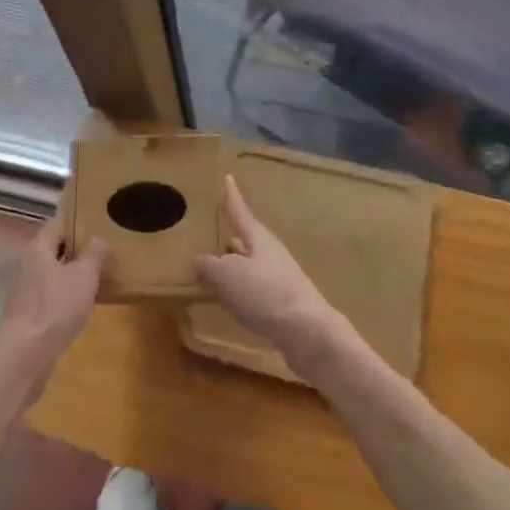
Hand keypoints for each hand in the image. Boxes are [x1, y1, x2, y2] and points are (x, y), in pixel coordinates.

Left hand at [0, 216, 106, 392]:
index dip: (77, 220)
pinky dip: (64, 293)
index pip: (58, 223)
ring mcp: (24, 289)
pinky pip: (49, 293)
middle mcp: (28, 263)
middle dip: (76, 247)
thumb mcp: (84, 277)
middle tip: (102, 249)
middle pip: (53, 247)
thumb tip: (98, 238)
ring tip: (96, 275)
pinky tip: (80, 303)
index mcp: (39, 247)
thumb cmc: (56, 307)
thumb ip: (93, 254)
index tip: (98, 221)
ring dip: (70, 272)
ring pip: (51, 271)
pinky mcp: (26, 312)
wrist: (25, 355)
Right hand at [197, 176, 346, 376]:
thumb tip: (202, 260)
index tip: (228, 177)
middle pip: (247, 238)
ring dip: (234, 263)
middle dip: (231, 234)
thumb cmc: (265, 293)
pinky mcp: (283, 304)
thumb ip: (210, 265)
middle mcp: (270, 253)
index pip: (240, 211)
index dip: (232, 196)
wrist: (306, 332)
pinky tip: (230, 298)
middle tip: (214, 230)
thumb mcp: (227, 275)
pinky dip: (241, 288)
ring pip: (251, 264)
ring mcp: (279, 278)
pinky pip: (255, 288)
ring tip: (215, 265)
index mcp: (258, 238)